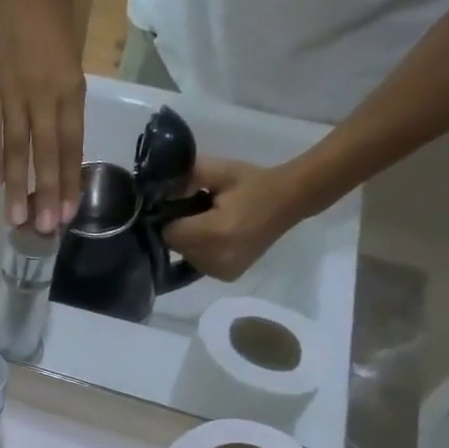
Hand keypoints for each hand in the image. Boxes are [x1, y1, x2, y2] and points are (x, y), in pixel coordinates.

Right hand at [0, 0, 85, 234]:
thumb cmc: (56, 30)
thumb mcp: (70, 70)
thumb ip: (63, 111)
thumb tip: (56, 157)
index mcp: (70, 90)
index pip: (70, 145)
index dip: (68, 181)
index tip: (66, 214)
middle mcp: (44, 93)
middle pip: (46, 151)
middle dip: (45, 192)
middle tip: (42, 228)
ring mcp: (13, 89)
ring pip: (18, 145)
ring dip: (18, 184)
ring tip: (15, 217)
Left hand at [162, 159, 302, 281]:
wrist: (291, 200)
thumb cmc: (253, 183)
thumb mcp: (219, 171)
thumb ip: (185, 178)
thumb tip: (157, 190)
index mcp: (215, 232)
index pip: (170, 233)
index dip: (170, 218)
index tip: (181, 206)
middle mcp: (217, 258)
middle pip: (176, 247)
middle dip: (181, 230)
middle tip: (199, 213)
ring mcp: (223, 271)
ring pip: (186, 257)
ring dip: (190, 242)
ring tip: (210, 224)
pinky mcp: (228, 276)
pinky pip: (198, 265)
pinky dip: (201, 252)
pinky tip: (217, 238)